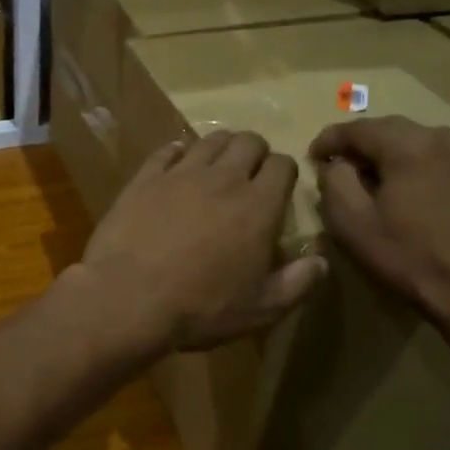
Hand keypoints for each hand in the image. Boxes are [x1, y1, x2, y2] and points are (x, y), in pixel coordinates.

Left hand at [77, 131, 326, 353]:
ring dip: (220, 148)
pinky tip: (176, 166)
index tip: (278, 191)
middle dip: (255, 153)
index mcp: (258, 205)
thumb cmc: (200, 308)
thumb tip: (321, 261)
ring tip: (216, 169)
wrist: (128, 299)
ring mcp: (180, 174)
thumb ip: (297, 283)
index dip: (285, 173)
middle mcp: (223, 178)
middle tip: (249, 176)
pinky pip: (166, 150)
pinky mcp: (144, 178)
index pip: (283, 165)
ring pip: (210, 140)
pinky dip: (177, 153)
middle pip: (248, 141)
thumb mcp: (260, 309)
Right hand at [310, 116, 449, 322]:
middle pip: (393, 129)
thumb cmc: (406, 255)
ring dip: (395, 153)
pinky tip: (416, 190)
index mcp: (409, 146)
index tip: (313, 155)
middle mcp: (445, 138)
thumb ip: (335, 181)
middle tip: (341, 165)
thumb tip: (337, 163)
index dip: (330, 139)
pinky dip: (424, 166)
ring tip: (378, 177)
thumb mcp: (351, 221)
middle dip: (363, 144)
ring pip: (422, 141)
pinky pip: (446, 158)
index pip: (359, 128)